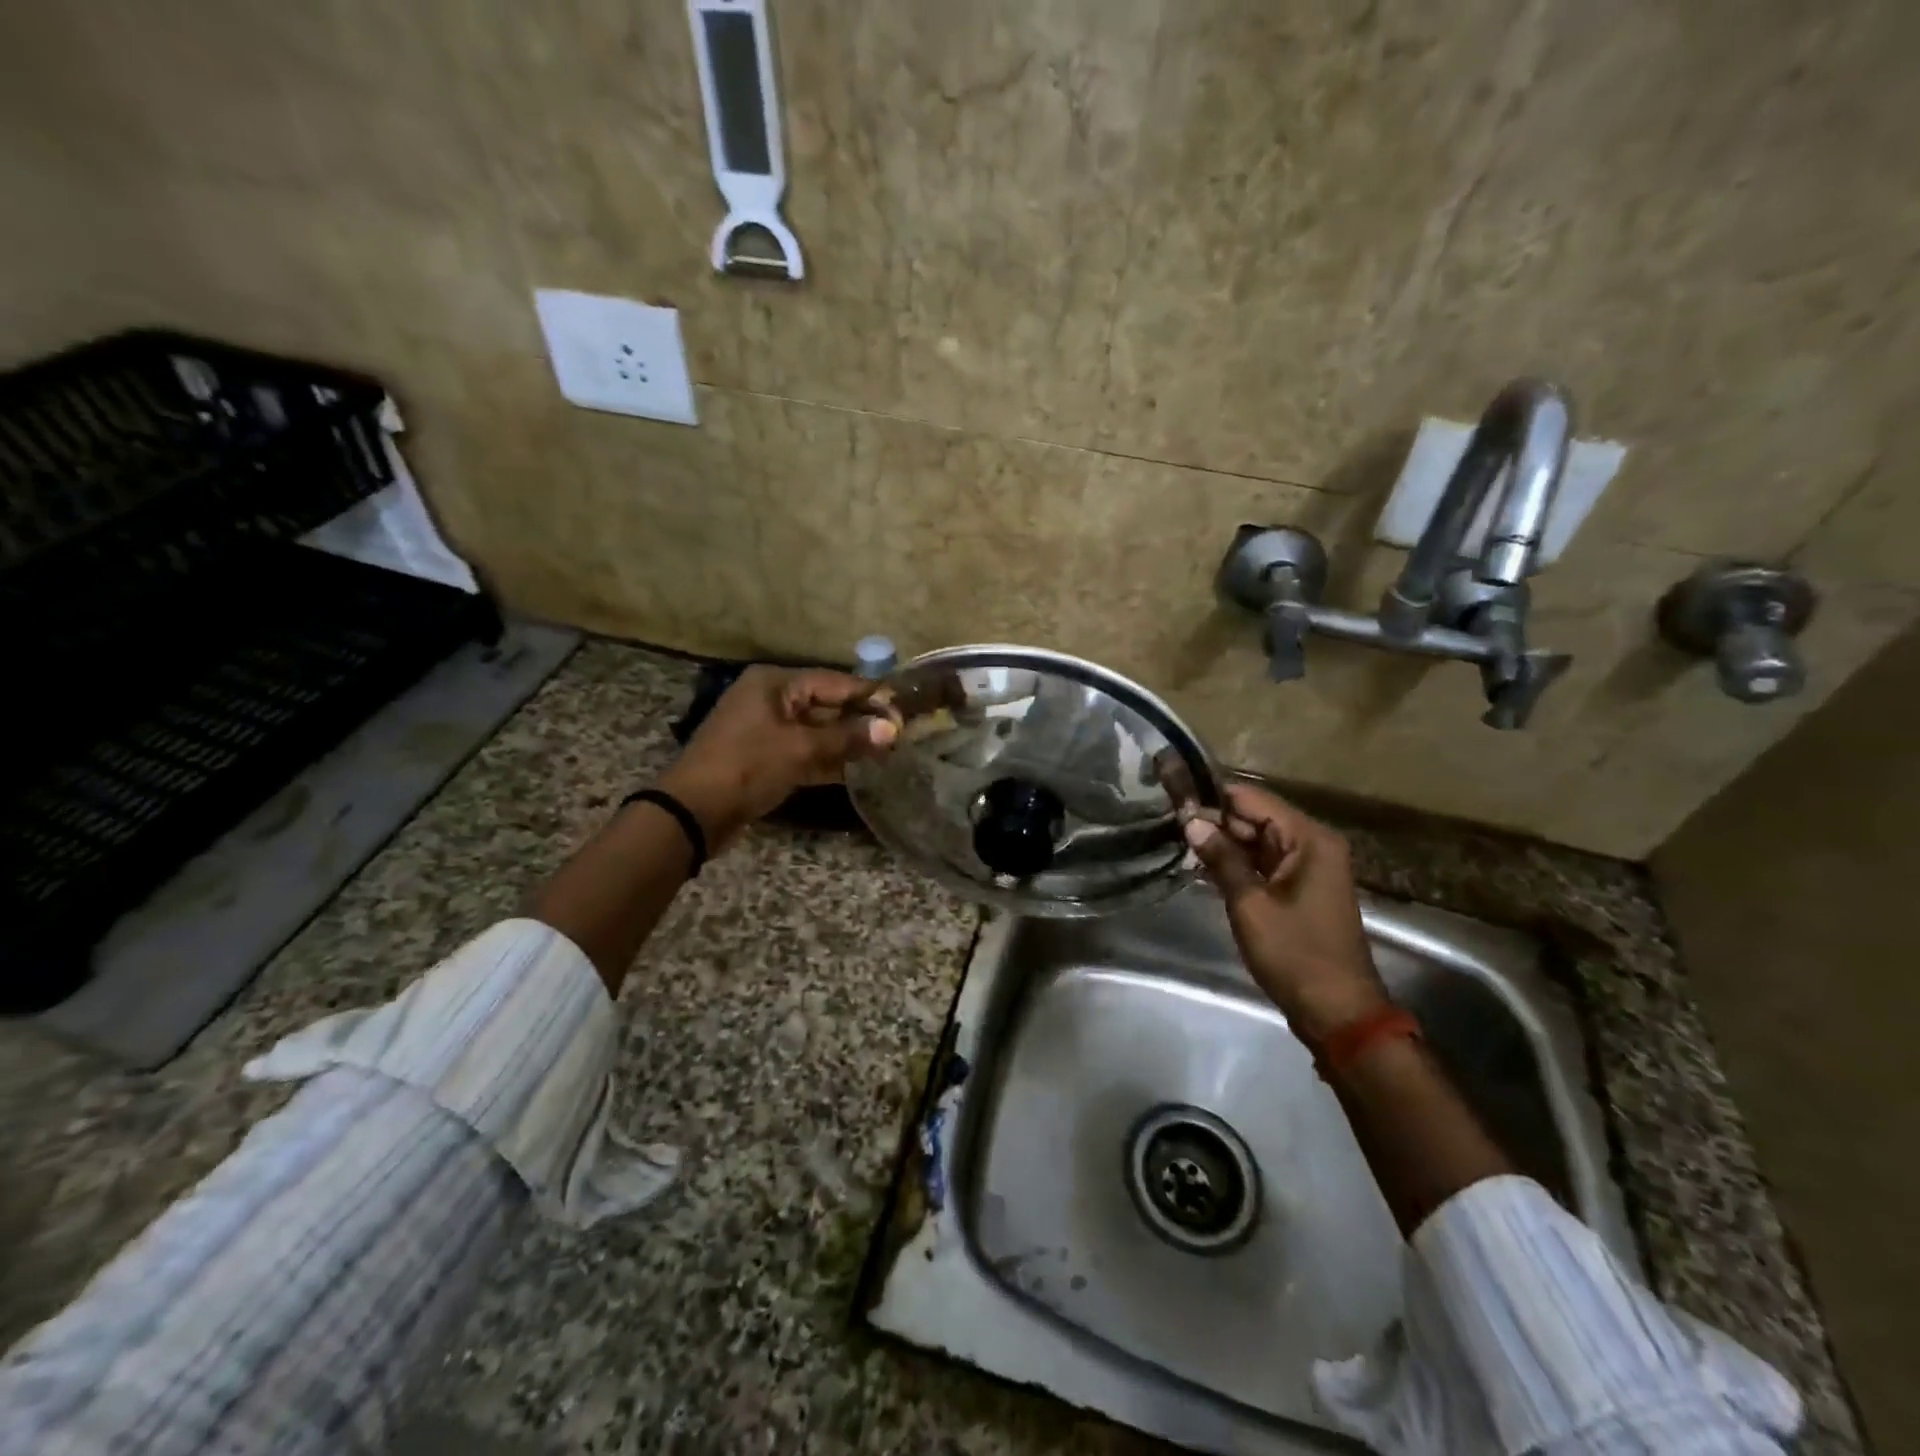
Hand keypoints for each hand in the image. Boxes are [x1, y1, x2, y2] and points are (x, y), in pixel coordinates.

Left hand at [657, 666, 897, 849]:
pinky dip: (828, 760)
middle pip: (826, 705)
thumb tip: (892, 729)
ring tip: (886, 754)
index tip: (902, 709)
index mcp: (775, 683)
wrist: (694, 811)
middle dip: (860, 721)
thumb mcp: (801, 748)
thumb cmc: (747, 766)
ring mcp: (767, 730)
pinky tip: (858, 771)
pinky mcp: (766, 758)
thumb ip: (847, 737)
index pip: (833, 682)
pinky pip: (805, 752)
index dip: (868, 696)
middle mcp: (771, 700)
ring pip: (817, 731)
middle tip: (899, 735)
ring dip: (847, 743)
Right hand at [1182, 784, 1387, 1041]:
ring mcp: (1307, 867)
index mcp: (1308, 839)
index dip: (1213, 797)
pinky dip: (1235, 863)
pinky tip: (1201, 864)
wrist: (1337, 1011)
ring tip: (1176, 838)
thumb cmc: (1295, 954)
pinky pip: (1262, 863)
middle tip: (1168, 821)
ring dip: (1221, 843)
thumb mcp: (1251, 904)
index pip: (1252, 799)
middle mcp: (1311, 844)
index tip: (1174, 796)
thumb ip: (1221, 858)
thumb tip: (1191, 821)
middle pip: (1254, 818)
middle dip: (1214, 820)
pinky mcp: (1299, 888)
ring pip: (1256, 841)